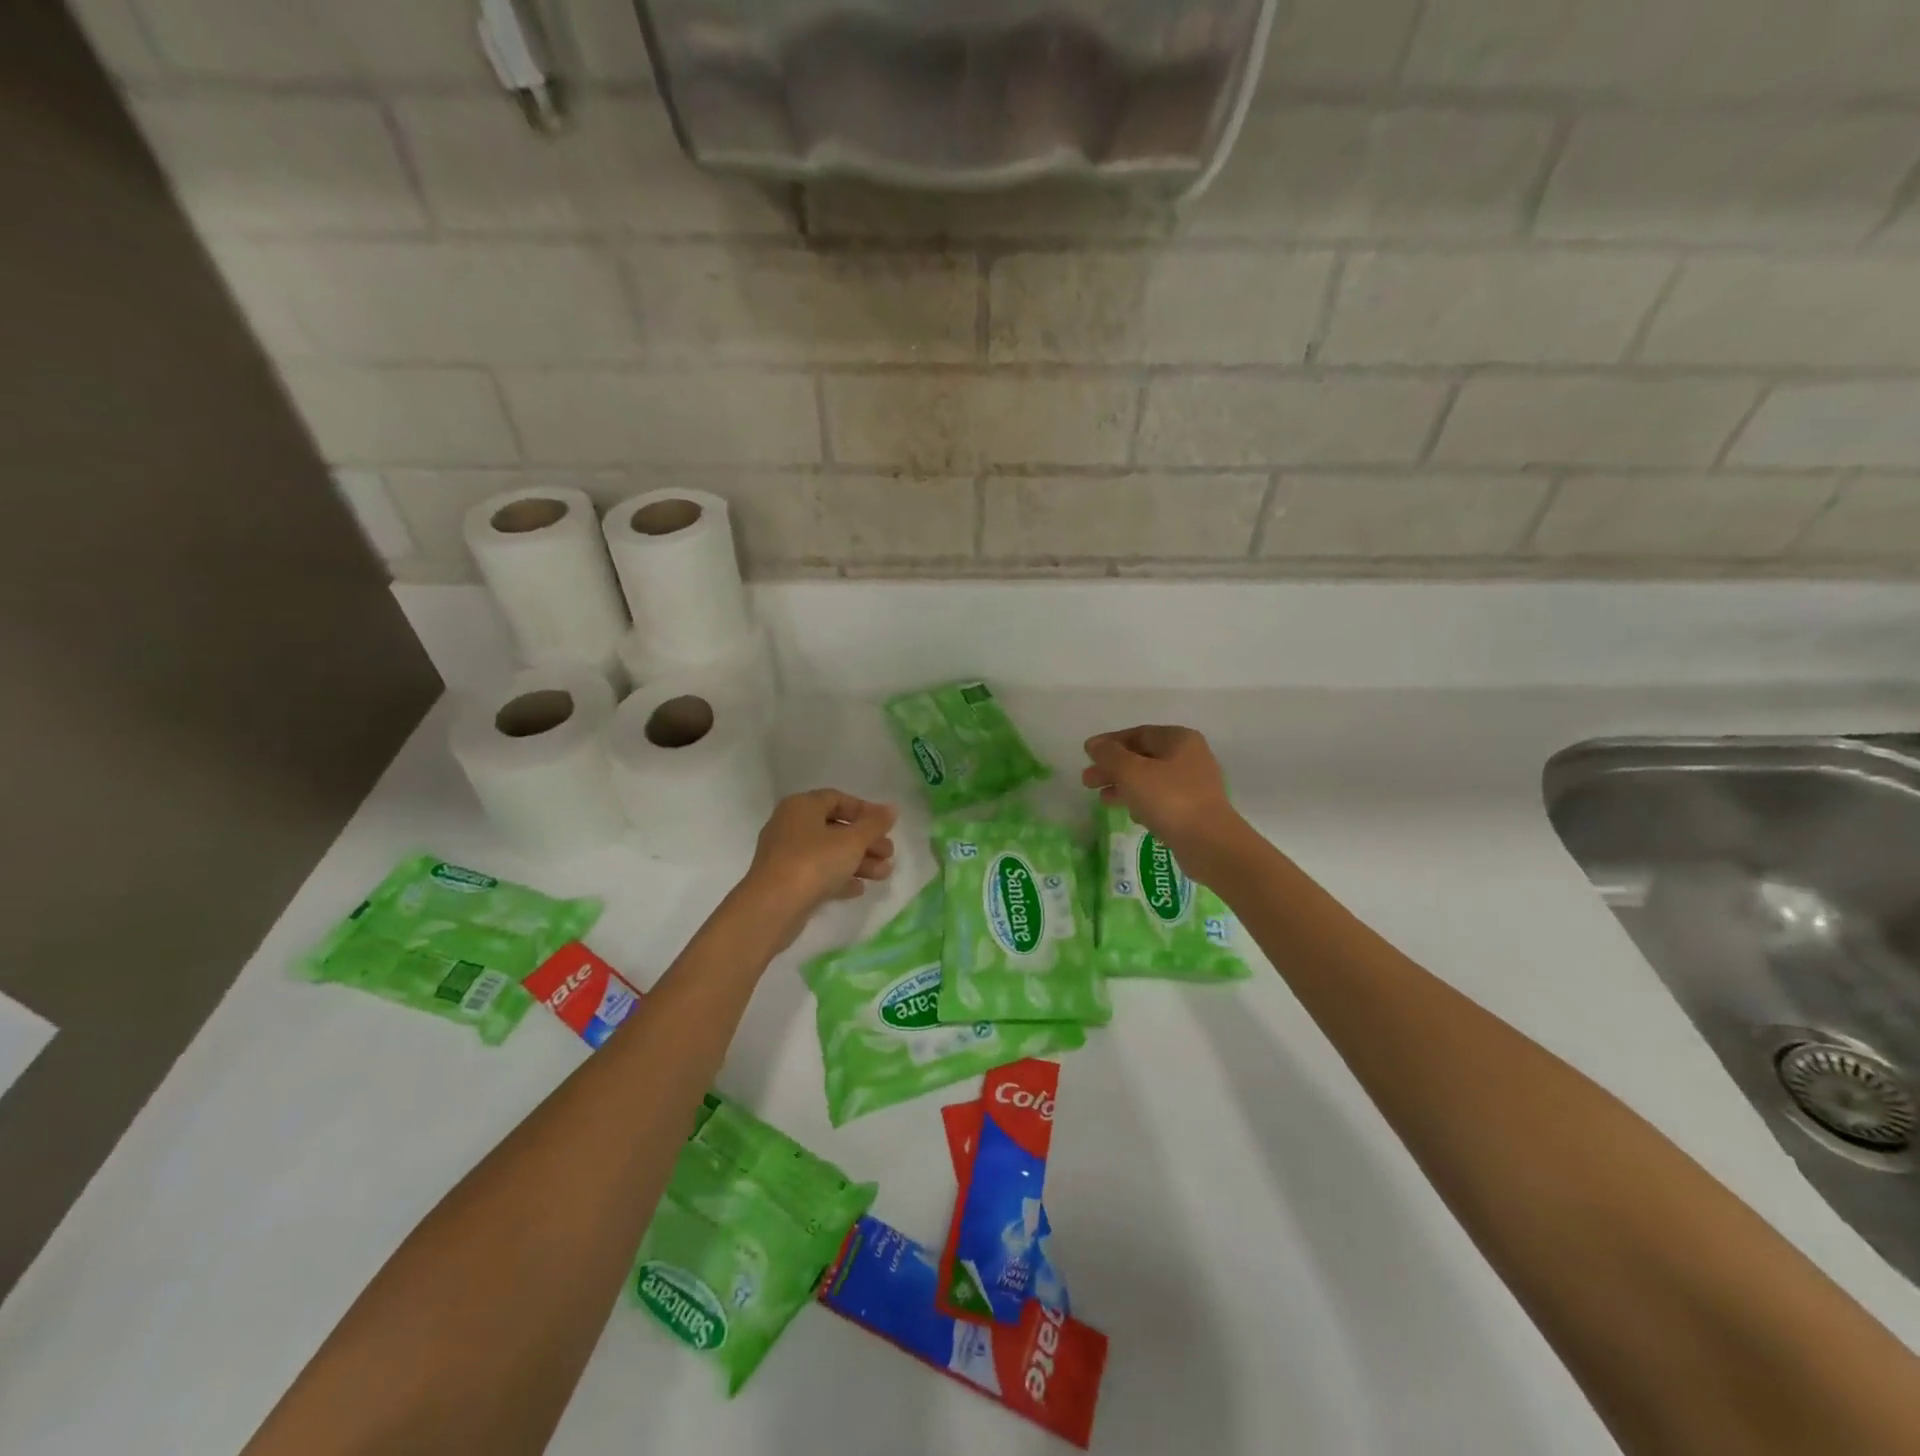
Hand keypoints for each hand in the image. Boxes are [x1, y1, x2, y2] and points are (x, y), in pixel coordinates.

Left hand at [741, 789, 896, 933]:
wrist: (772, 907)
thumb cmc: (814, 862)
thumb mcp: (852, 841)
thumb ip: (874, 824)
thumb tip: (891, 809)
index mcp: (802, 806)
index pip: (837, 799)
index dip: (865, 811)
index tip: (887, 826)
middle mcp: (790, 825)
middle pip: (835, 828)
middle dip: (866, 842)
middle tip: (889, 854)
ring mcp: (785, 855)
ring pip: (828, 853)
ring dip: (858, 862)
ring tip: (883, 875)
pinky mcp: (785, 881)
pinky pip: (817, 873)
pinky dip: (839, 878)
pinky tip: (859, 889)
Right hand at [1082, 726, 1246, 881]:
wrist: (1209, 844)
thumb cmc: (1169, 799)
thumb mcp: (1132, 772)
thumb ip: (1109, 755)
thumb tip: (1094, 744)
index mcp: (1179, 740)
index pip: (1138, 733)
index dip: (1109, 743)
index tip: (1087, 754)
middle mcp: (1190, 757)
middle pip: (1142, 757)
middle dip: (1113, 768)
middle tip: (1087, 781)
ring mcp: (1193, 785)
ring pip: (1149, 780)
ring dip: (1123, 787)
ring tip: (1101, 800)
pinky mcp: (1193, 810)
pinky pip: (1160, 800)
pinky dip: (1142, 804)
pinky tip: (1130, 816)